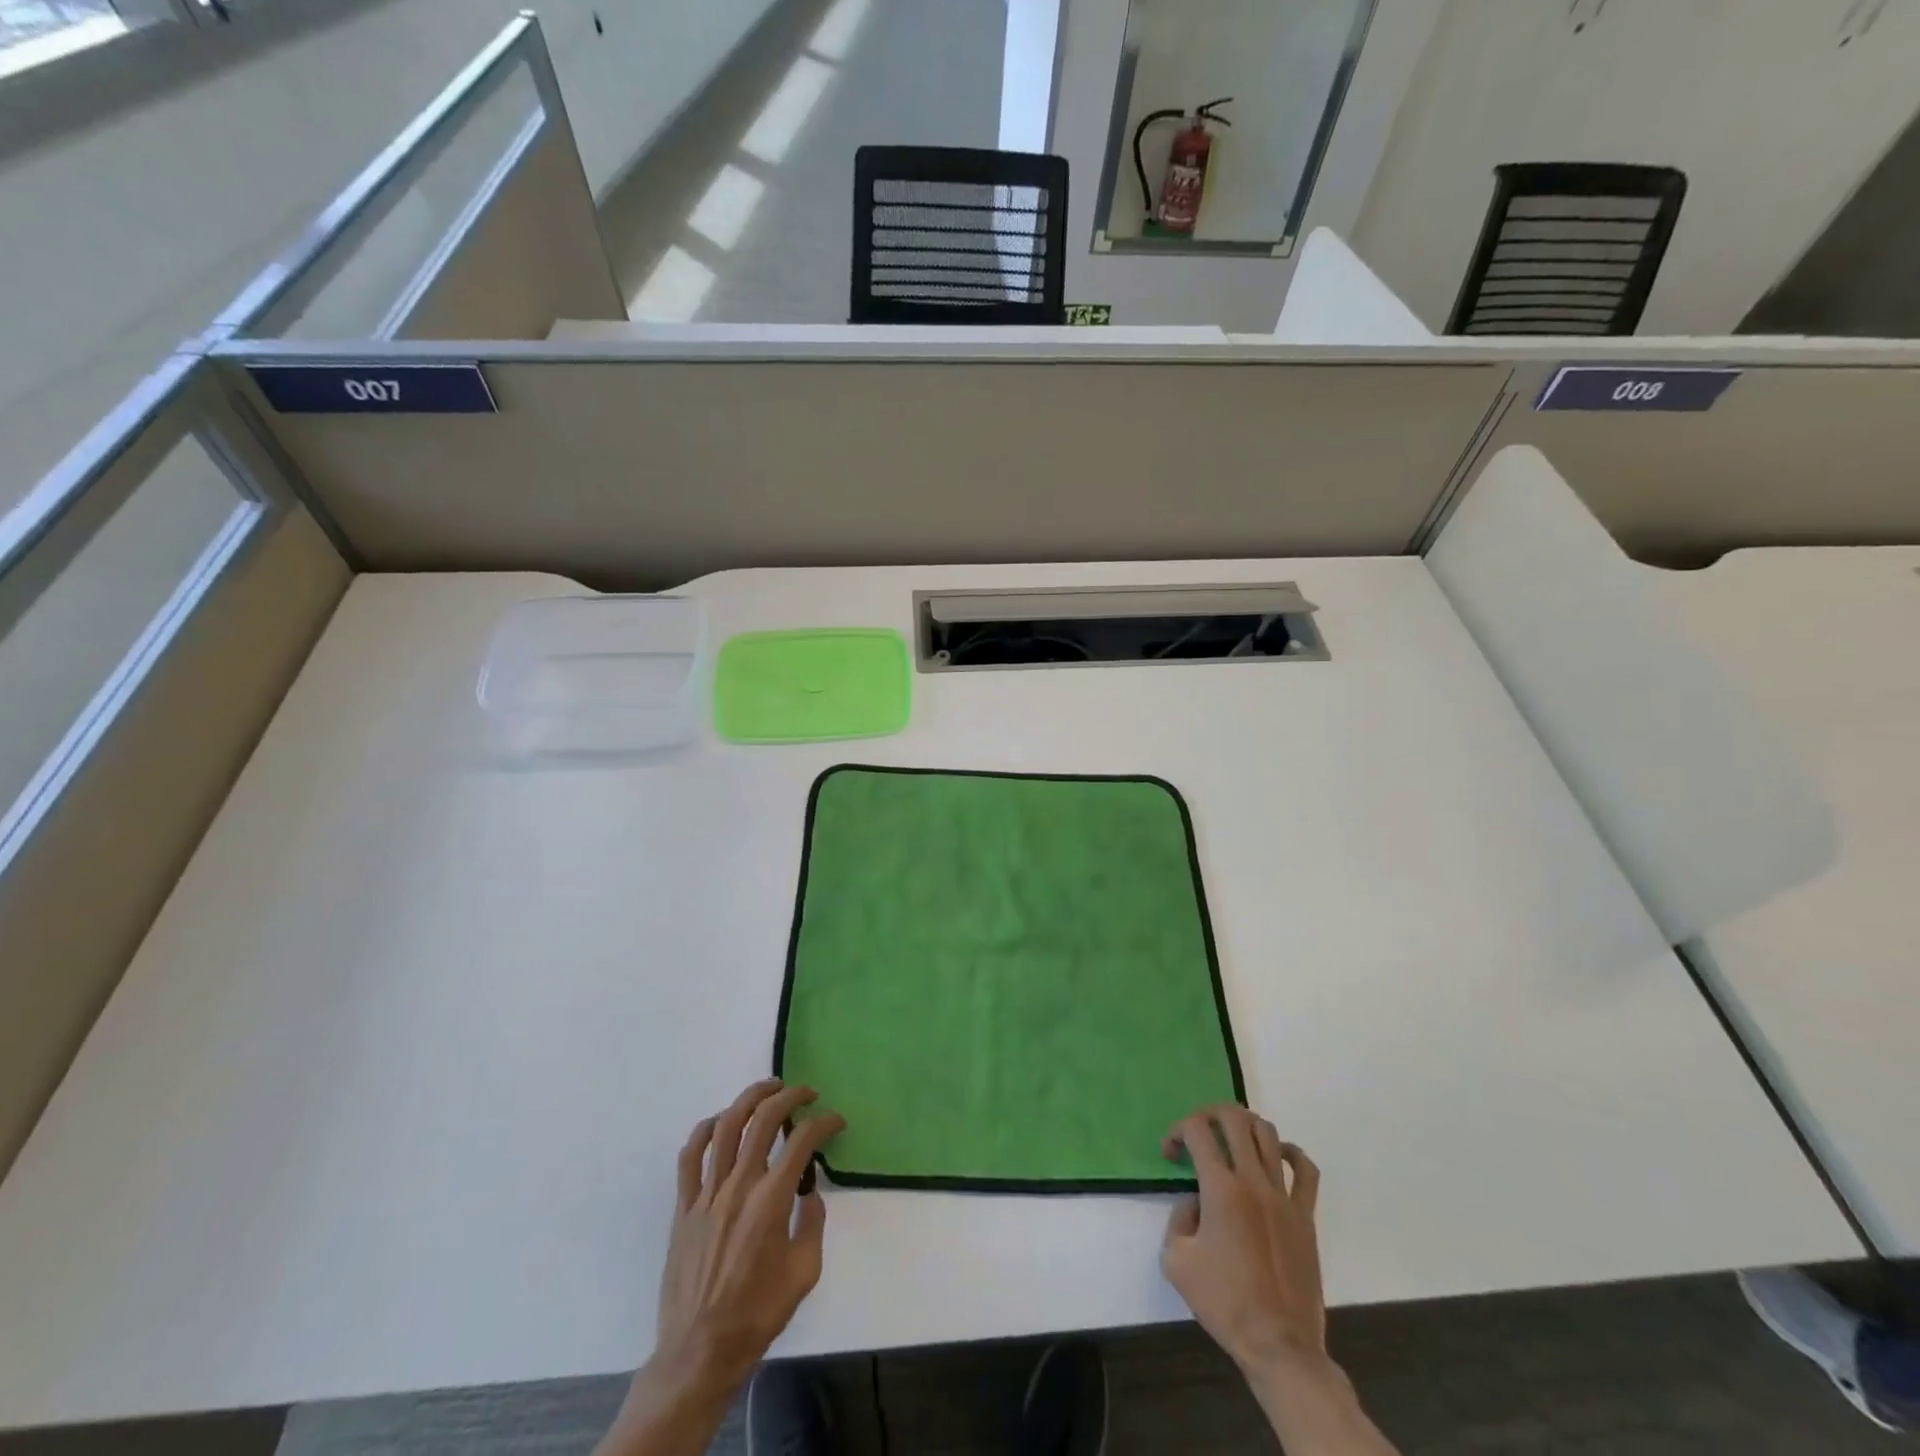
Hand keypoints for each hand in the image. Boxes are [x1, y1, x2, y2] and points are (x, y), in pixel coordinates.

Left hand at [597, 1079, 844, 1455]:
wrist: (700, 1351)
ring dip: (749, 1099)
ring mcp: (707, 1194)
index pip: (802, 1142)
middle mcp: (739, 1186)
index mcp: (771, 1201)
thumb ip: (813, 1223)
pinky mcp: (684, 1207)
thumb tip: (810, 1192)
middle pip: (763, 1120)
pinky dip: (706, 1129)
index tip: (836, 1121)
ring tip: (768, 1089)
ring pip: (726, 1126)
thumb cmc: (758, 1314)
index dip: (824, 1123)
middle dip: (789, 1097)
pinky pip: (691, 1156)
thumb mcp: (805, 1272)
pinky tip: (721, 1121)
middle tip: (805, 1092)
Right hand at [1160, 1106, 1399, 1455]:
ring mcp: (1284, 1196)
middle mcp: (1252, 1181)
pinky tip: (1276, 1157)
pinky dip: (1290, 1152)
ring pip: (1268, 1133)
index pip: (1196, 1130)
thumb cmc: (1224, 1303)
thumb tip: (1196, 1203)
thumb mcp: (1176, 1260)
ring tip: (1231, 1140)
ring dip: (1244, 1126)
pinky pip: (1306, 1170)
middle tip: (1198, 1135)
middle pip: (1234, 1118)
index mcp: (1220, 1189)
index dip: (1177, 1131)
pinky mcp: (1305, 1215)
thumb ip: (1179, 1218)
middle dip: (1209, 1115)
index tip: (1170, 1154)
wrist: (1278, 1345)